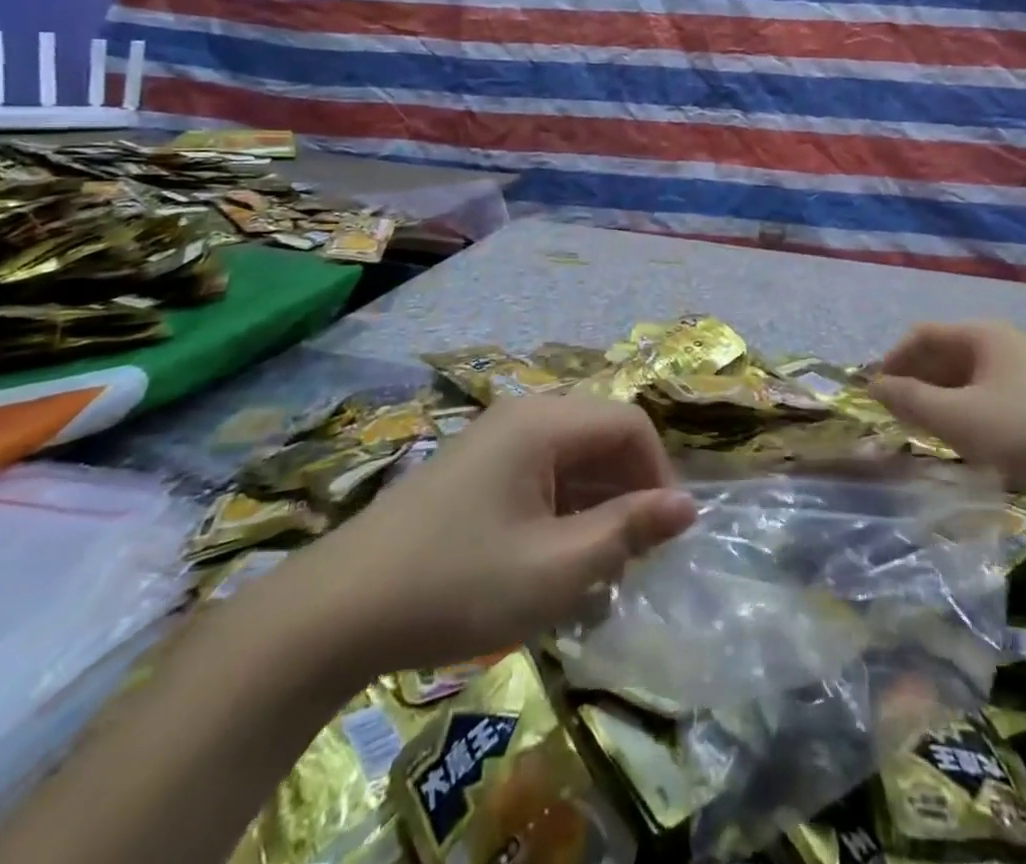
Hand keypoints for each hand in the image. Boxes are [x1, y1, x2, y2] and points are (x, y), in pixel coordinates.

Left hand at [296, 395, 697, 680]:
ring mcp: (494, 439)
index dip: (659, 475)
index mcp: (544, 422)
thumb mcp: (556, 569)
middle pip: (601, 435)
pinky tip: (553, 559)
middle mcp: (523, 415)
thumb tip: (688, 506)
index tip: (663, 536)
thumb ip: (628, 531)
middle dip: (628, 491)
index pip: (630, 425)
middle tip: (632, 557)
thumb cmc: (458, 583)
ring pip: (572, 456)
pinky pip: (540, 473)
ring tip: (597, 567)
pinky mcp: (475, 468)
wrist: (338, 610)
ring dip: (596, 504)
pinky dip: (562, 509)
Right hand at [870, 321, 1025, 501]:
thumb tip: (873, 386)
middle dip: (915, 381)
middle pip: (945, 355)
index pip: (923, 335)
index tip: (873, 393)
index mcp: (984, 335)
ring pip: (966, 381)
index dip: (893, 360)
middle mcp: (1004, 346)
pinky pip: (988, 401)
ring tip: (919, 431)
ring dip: (938, 401)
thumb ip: (910, 400)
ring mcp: (1025, 376)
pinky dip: (964, 415)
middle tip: (893, 415)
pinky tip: (959, 443)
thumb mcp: (958, 418)